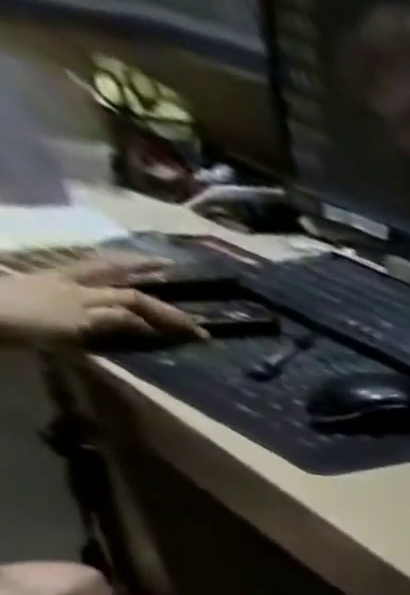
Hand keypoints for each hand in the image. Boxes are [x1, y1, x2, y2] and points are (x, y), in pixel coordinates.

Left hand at [0, 257, 204, 346]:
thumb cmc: (26, 320)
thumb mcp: (75, 323)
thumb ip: (111, 318)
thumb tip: (145, 320)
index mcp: (81, 290)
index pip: (134, 298)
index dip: (167, 313)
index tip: (198, 329)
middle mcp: (70, 281)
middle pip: (110, 270)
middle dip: (140, 266)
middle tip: (169, 264)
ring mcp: (53, 283)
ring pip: (93, 270)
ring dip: (120, 267)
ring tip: (142, 266)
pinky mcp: (40, 289)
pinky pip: (79, 279)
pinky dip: (98, 277)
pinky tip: (106, 282)